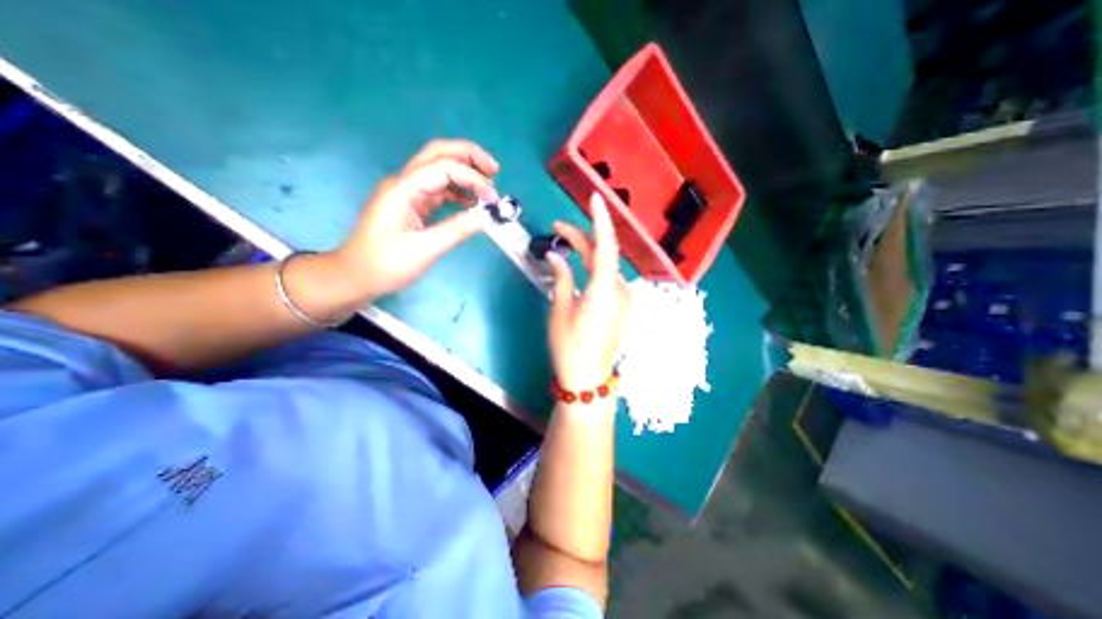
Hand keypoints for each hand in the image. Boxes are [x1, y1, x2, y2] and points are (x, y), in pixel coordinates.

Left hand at [329, 139, 497, 299]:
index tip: (492, 199)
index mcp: (403, 189)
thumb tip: (485, 216)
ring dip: (465, 172)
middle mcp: (405, 183)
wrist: (356, 276)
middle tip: (495, 170)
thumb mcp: (424, 250)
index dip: (472, 178)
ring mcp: (408, 192)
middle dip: (469, 156)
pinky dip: (458, 191)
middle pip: (438, 153)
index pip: (443, 167)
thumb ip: (456, 230)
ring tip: (488, 187)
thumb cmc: (386, 264)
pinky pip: (439, 189)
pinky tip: (472, 202)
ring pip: (439, 168)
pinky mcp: (412, 204)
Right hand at [549, 194, 632, 390]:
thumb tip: (555, 256)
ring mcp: (624, 300)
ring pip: (606, 267)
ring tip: (564, 245)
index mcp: (604, 291)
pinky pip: (608, 280)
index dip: (601, 220)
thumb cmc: (569, 347)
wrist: (587, 379)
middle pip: (604, 255)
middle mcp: (620, 291)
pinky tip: (579, 267)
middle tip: (558, 230)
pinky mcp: (622, 307)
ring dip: (587, 254)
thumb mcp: (560, 311)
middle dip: (582, 238)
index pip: (606, 246)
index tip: (595, 198)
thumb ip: (562, 279)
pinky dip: (594, 269)